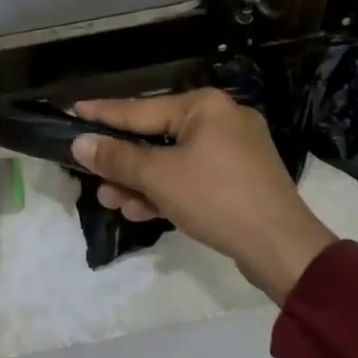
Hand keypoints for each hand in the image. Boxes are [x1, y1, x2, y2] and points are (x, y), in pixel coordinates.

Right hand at [71, 89, 337, 302]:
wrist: (283, 250)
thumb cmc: (217, 199)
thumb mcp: (159, 178)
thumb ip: (117, 158)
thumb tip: (80, 143)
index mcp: (204, 106)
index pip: (140, 109)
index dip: (103, 113)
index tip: (73, 109)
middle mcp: (220, 120)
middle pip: (156, 137)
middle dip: (122, 162)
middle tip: (89, 172)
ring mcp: (233, 152)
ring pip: (172, 161)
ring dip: (140, 182)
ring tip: (109, 199)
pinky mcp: (239, 180)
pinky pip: (192, 178)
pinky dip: (166, 191)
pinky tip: (138, 210)